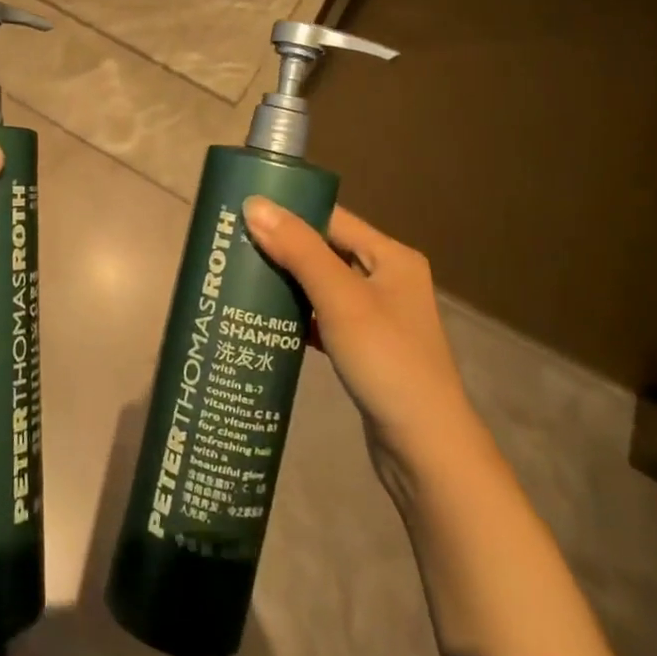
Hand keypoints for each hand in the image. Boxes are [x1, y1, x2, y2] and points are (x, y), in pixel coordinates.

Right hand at [242, 198, 481, 479]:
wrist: (426, 451)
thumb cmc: (387, 362)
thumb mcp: (340, 299)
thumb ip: (298, 250)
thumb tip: (253, 204)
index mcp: (391, 256)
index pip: (331, 217)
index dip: (288, 210)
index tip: (241, 209)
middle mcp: (386, 278)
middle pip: (324, 249)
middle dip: (280, 246)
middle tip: (230, 244)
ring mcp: (376, 316)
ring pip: (320, 284)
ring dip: (285, 281)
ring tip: (238, 275)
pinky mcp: (364, 347)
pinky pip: (322, 316)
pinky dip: (296, 314)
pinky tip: (264, 318)